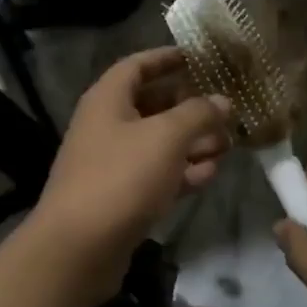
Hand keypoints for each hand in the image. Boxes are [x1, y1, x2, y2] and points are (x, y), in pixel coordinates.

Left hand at [28, 48, 229, 302]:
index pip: (138, 65)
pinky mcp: (122, 197)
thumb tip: (223, 101)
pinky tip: (211, 174)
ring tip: (228, 144)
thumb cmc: (121, 177)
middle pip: (153, 105)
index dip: (167, 58)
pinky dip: (182, 172)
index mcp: (108, 99)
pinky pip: (157, 175)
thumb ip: (198, 114)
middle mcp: (107, 125)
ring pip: (159, 143)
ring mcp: (113, 163)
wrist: (77, 249)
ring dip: (193, 142)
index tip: (198, 57)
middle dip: (190, 107)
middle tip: (225, 108)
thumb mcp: (166, 137)